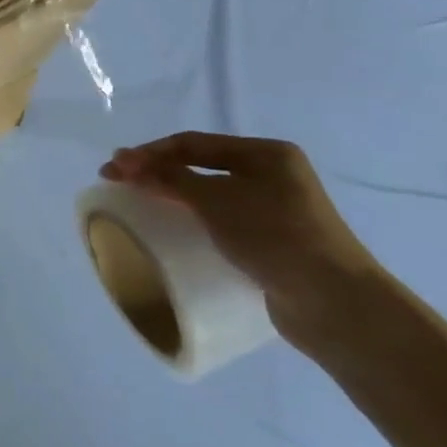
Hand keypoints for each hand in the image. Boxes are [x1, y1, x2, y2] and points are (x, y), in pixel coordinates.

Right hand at [100, 132, 379, 348]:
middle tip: (120, 181)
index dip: (149, 152)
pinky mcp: (272, 242)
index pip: (193, 143)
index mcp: (266, 154)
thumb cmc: (275, 236)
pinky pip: (222, 221)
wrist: (334, 302)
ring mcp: (275, 210)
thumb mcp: (216, 200)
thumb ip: (169, 179)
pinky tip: (176, 229)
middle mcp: (273, 175)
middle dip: (158, 170)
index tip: (112, 166)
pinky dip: (194, 219)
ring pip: (211, 194)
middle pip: (201, 165)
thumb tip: (125, 163)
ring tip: (140, 202)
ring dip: (173, 194)